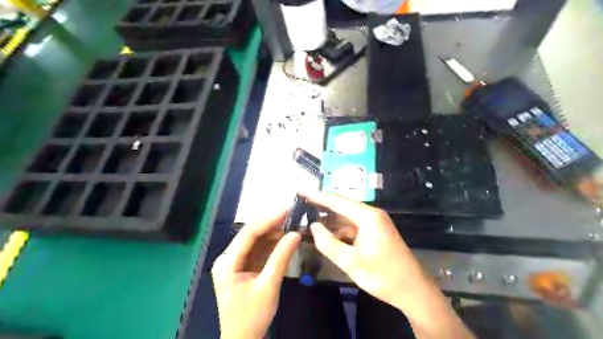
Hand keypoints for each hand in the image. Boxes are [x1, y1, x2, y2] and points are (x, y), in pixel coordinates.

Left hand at [212, 211, 301, 336]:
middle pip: (251, 235)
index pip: (248, 233)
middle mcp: (228, 258)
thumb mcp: (269, 286)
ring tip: (292, 224)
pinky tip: (284, 238)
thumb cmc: (252, 316)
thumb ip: (281, 257)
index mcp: (227, 262)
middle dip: (272, 224)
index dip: (268, 219)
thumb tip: (296, 233)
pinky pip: (258, 251)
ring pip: (256, 241)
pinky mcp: (243, 267)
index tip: (286, 209)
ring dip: (273, 233)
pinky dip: (271, 244)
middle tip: (292, 215)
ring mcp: (235, 262)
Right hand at [304, 192, 425, 307]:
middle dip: (321, 208)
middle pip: (341, 207)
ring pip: (346, 218)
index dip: (317, 196)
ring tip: (307, 221)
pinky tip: (326, 235)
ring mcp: (373, 224)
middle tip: (300, 207)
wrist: (413, 291)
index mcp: (368, 216)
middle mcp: (371, 215)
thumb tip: (312, 226)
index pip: (337, 201)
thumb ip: (328, 243)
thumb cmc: (383, 276)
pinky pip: (352, 227)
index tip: (300, 191)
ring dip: (329, 221)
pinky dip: (339, 231)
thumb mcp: (351, 262)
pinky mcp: (374, 233)